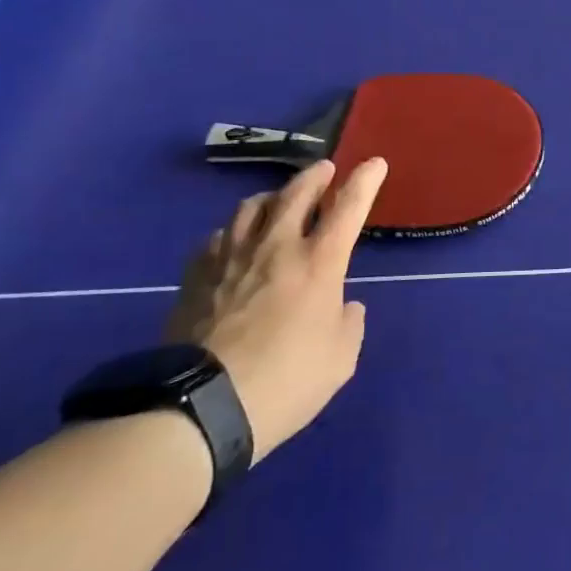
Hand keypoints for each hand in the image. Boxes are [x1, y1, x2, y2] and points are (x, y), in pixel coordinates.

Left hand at [167, 159, 386, 458]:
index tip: (375, 163)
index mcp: (319, 263)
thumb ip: (349, 324)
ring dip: (272, 197)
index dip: (365, 181)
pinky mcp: (195, 277)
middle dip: (315, 176)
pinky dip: (233, 231)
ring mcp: (230, 258)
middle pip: (295, 194)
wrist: (201, 407)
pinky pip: (217, 237)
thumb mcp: (339, 360)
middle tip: (324, 169)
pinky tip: (233, 242)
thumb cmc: (285, 382)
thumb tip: (346, 306)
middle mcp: (275, 248)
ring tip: (278, 200)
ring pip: (250, 207)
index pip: (348, 207)